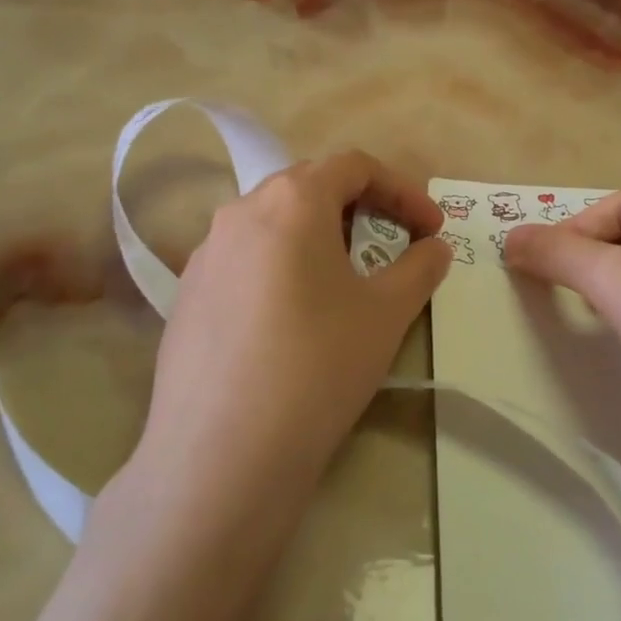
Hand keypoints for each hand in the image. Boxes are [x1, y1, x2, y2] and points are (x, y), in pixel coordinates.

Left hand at [126, 151, 452, 510]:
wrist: (222, 455)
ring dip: (318, 237)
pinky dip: (281, 268)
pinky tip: (292, 319)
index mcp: (291, 201)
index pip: (354, 166)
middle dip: (360, 208)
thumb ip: (420, 267)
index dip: (402, 190)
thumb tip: (434, 247)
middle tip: (392, 247)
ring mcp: (204, 254)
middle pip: (309, 187)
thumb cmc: (318, 365)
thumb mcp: (387, 312)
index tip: (431, 229)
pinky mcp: (186, 296)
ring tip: (344, 282)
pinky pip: (244, 261)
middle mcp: (240, 212)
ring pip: (272, 224)